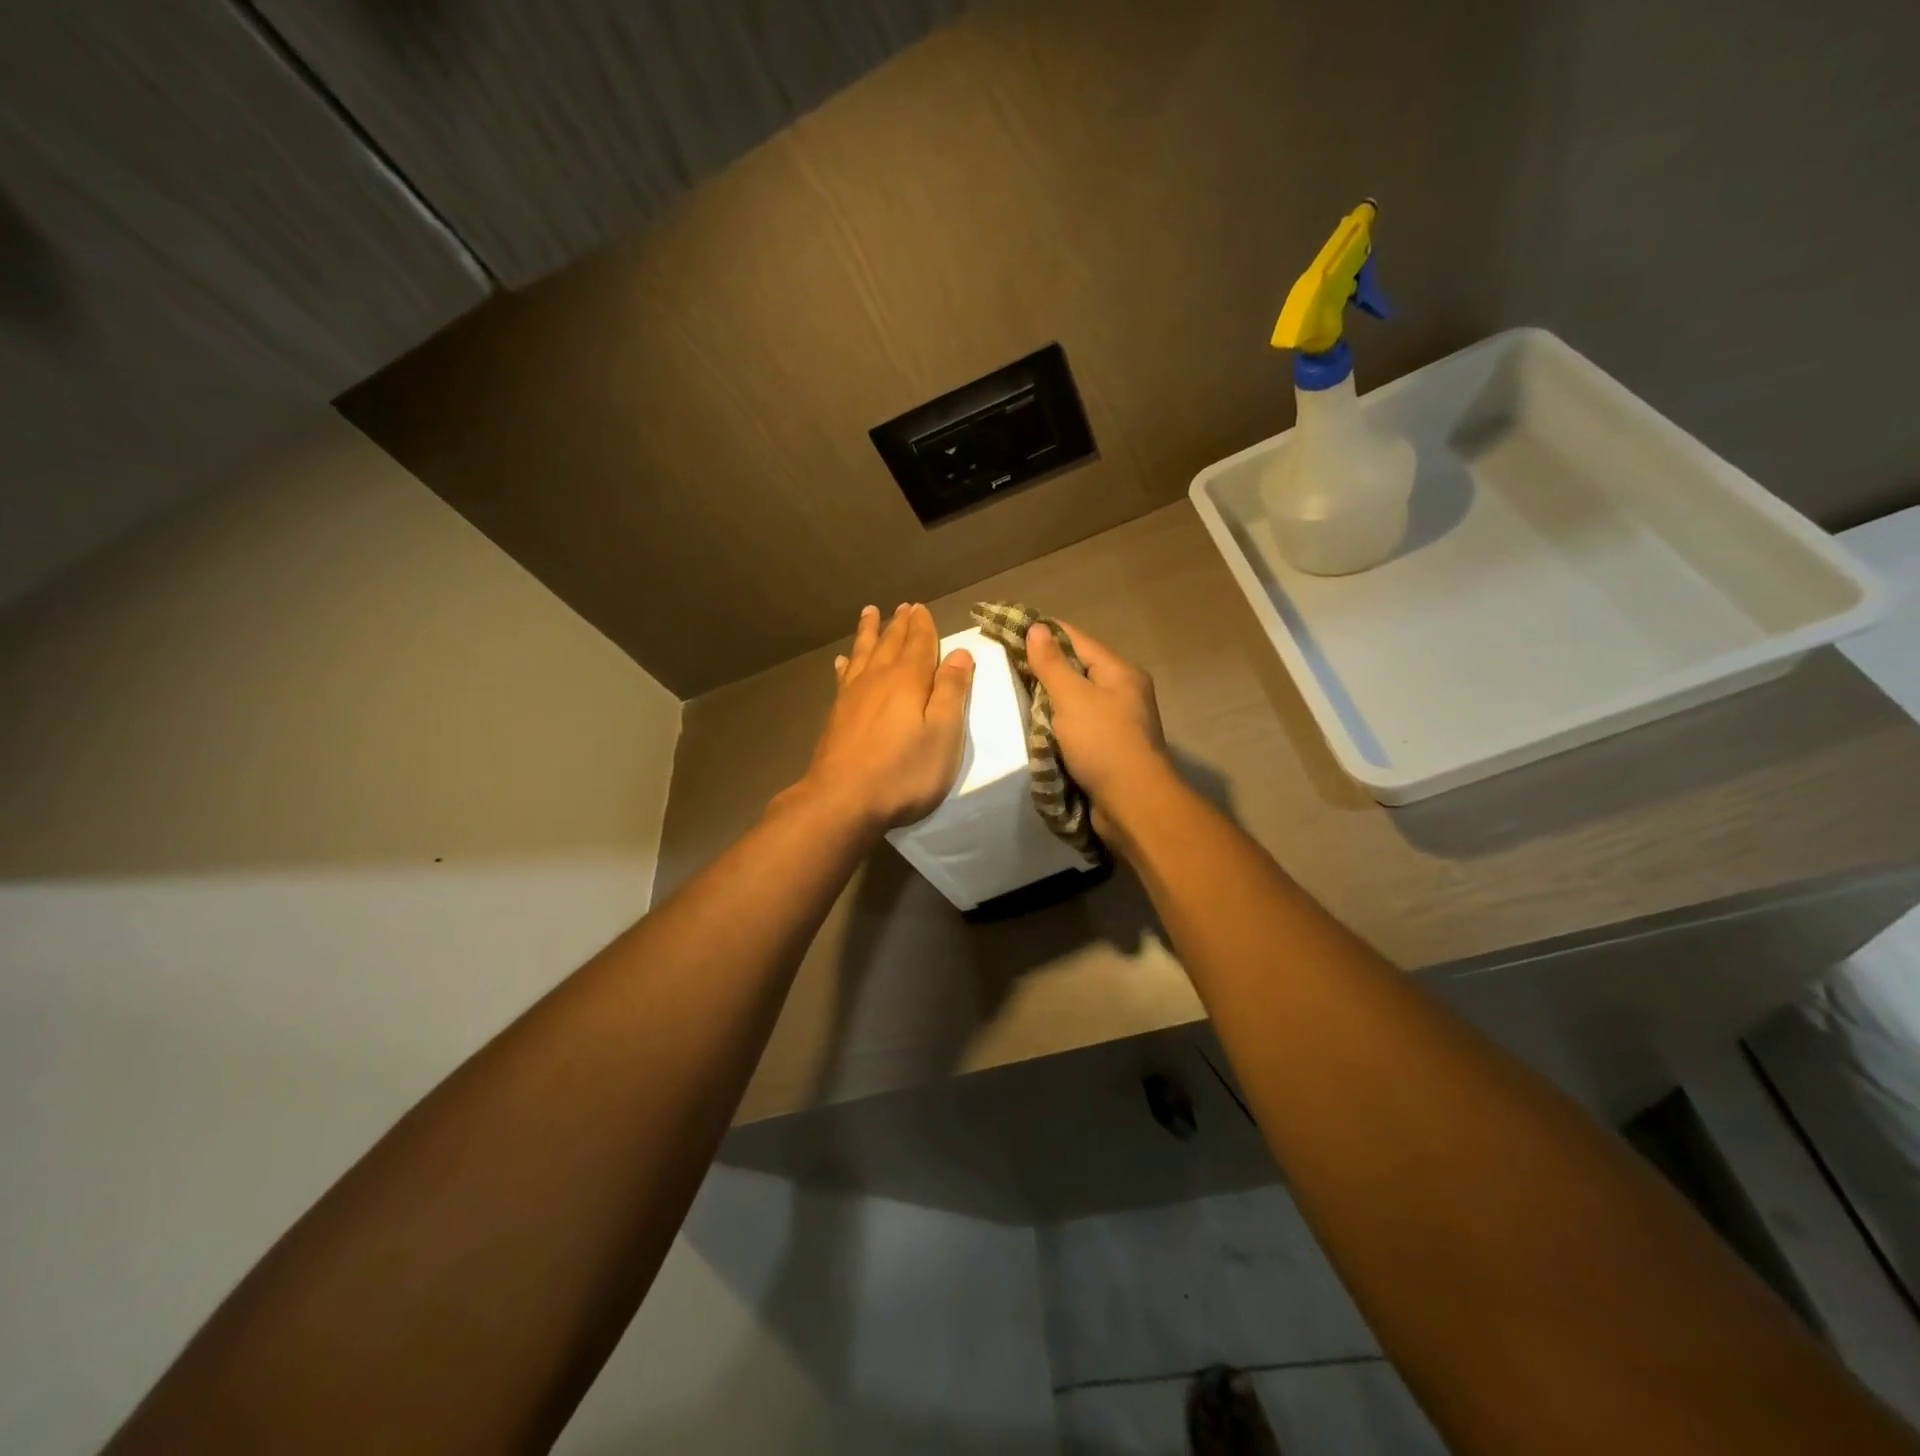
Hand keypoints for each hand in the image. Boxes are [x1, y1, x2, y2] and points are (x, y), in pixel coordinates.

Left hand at [794, 603, 974, 834]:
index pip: (919, 644)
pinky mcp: (837, 715)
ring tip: (870, 613)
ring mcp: (853, 696)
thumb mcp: (943, 733)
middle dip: (899, 625)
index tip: (921, 608)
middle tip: (902, 606)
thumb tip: (960, 652)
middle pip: (890, 644)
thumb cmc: (903, 771)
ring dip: (869, 633)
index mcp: (908, 680)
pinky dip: (847, 664)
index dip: (923, 626)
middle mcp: (878, 679)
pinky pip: (844, 677)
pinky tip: (843, 660)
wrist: (842, 800)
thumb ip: (951, 691)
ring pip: (864, 654)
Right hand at [1025, 620, 1169, 838]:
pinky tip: (1031, 726)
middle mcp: (1121, 692)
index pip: (1076, 639)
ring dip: (1046, 698)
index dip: (1043, 632)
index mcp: (1119, 672)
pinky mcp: (1107, 748)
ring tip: (1011, 692)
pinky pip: (1075, 726)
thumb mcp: (1073, 698)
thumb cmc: (1103, 743)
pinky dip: (1054, 724)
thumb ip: (1051, 664)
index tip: (1009, 628)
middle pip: (1076, 669)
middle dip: (1042, 667)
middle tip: (1003, 664)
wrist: (1132, 804)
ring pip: (1074, 700)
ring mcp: (1116, 722)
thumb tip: (1037, 627)